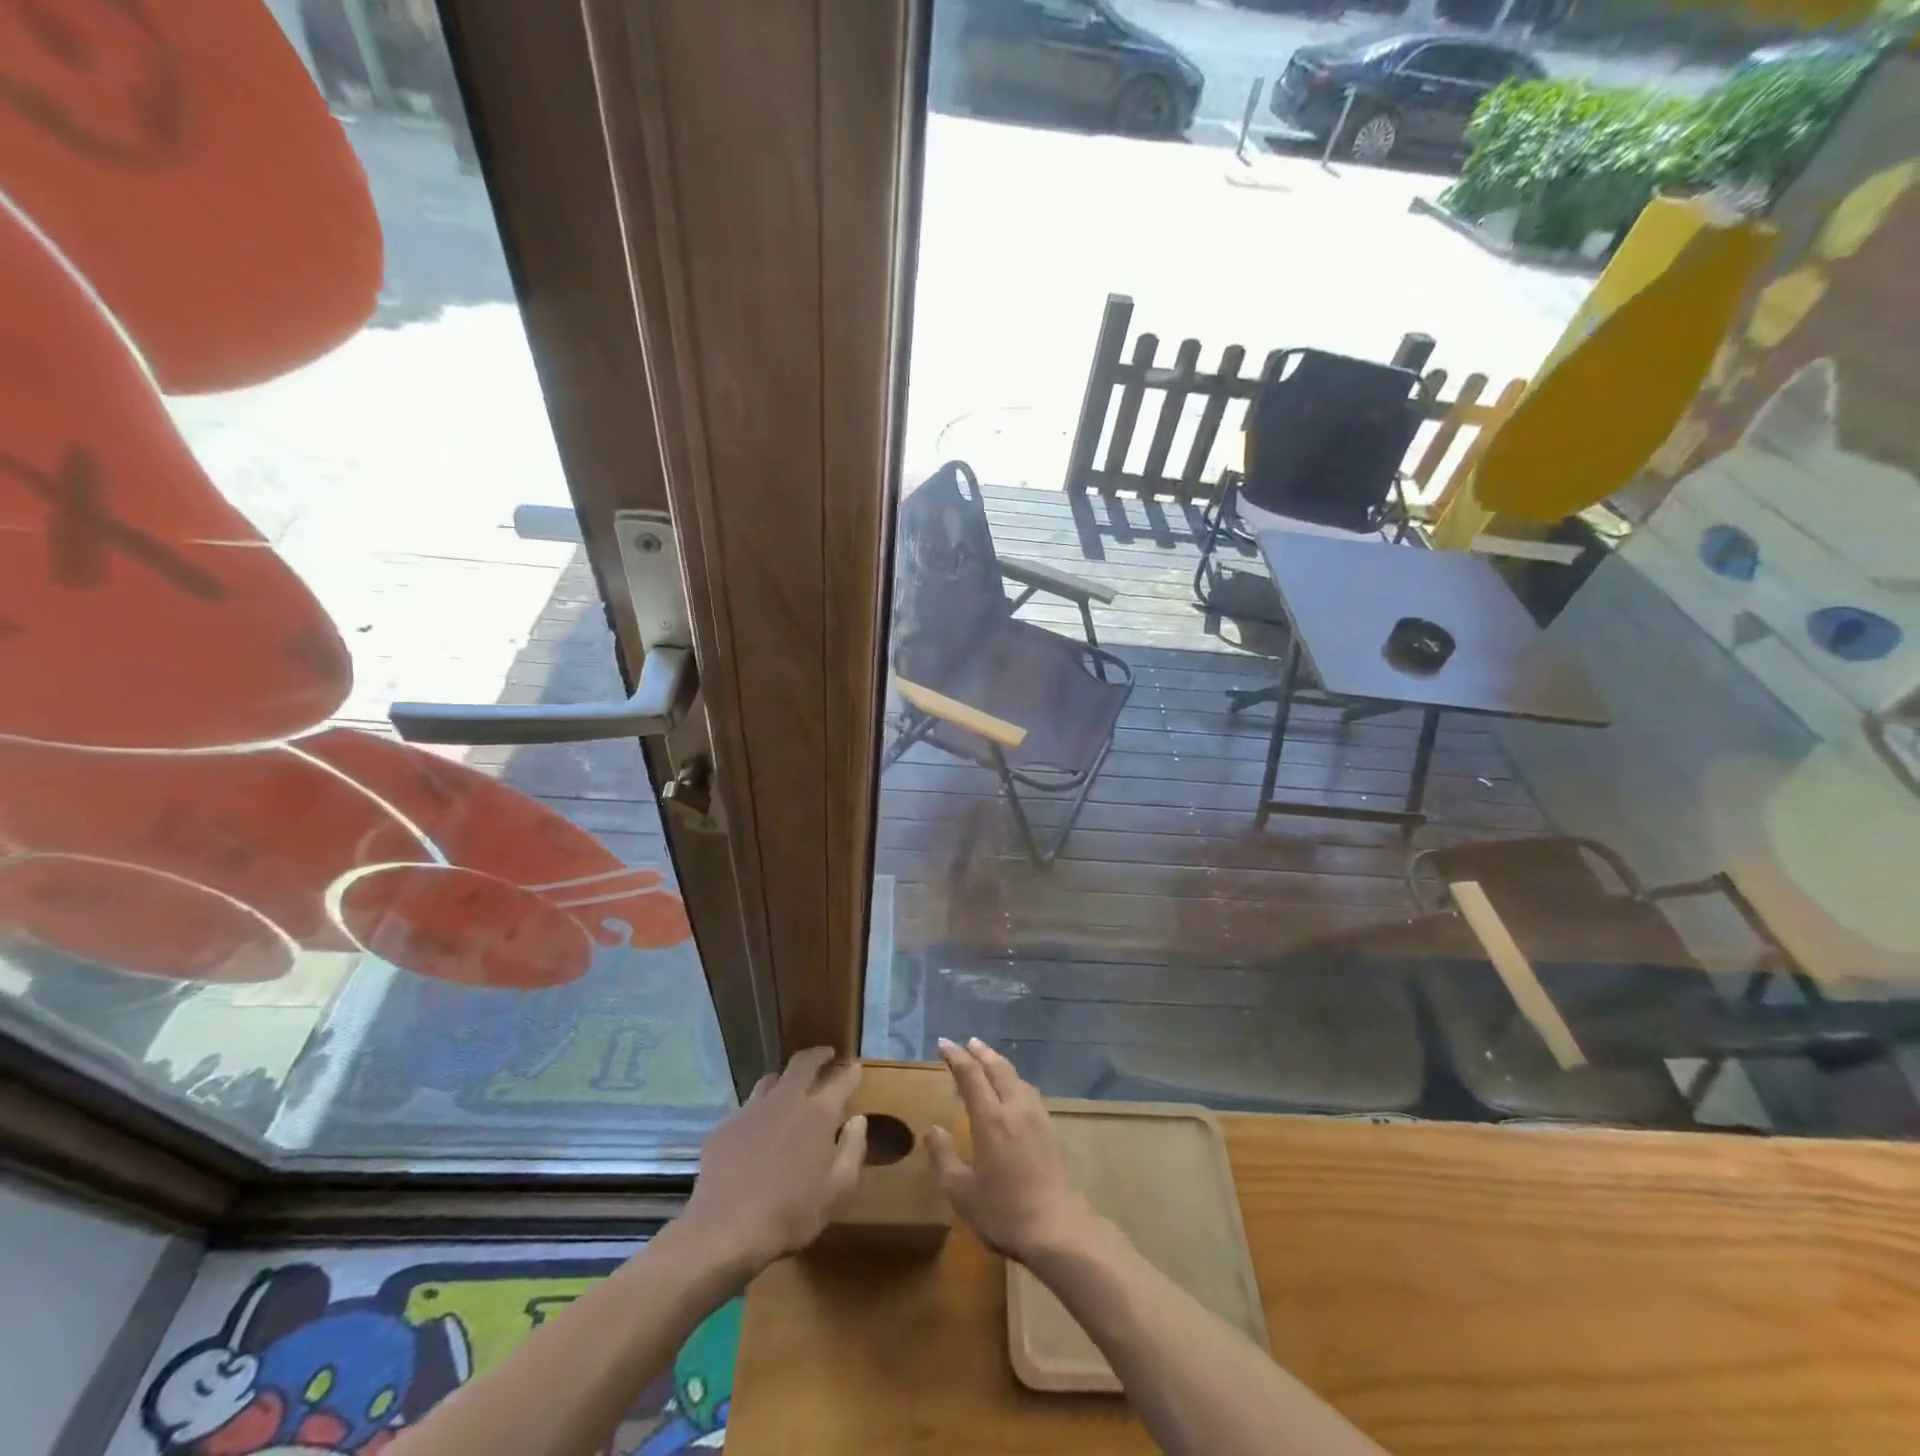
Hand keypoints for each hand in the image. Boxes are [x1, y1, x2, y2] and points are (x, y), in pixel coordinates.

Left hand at [686, 1047, 866, 1271]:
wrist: (725, 1231)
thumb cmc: (791, 1213)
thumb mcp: (837, 1190)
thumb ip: (854, 1149)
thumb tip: (858, 1119)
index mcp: (817, 1113)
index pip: (841, 1079)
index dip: (851, 1070)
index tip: (856, 1066)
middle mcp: (786, 1100)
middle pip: (803, 1062)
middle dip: (818, 1055)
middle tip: (826, 1056)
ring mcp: (752, 1110)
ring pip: (771, 1079)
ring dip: (786, 1079)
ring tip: (790, 1088)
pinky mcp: (726, 1126)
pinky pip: (748, 1108)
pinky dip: (760, 1111)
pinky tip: (758, 1130)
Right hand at [927, 1037, 1097, 1264]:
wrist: (1056, 1227)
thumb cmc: (1003, 1211)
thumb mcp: (961, 1192)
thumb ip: (944, 1157)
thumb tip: (933, 1129)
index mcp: (990, 1118)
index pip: (971, 1075)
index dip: (956, 1057)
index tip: (943, 1043)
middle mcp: (1014, 1108)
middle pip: (998, 1068)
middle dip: (981, 1052)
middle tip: (968, 1042)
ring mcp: (1036, 1117)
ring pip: (1016, 1077)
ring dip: (999, 1063)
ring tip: (988, 1060)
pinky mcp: (1049, 1129)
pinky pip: (1028, 1091)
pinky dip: (1014, 1079)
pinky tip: (1013, 1089)